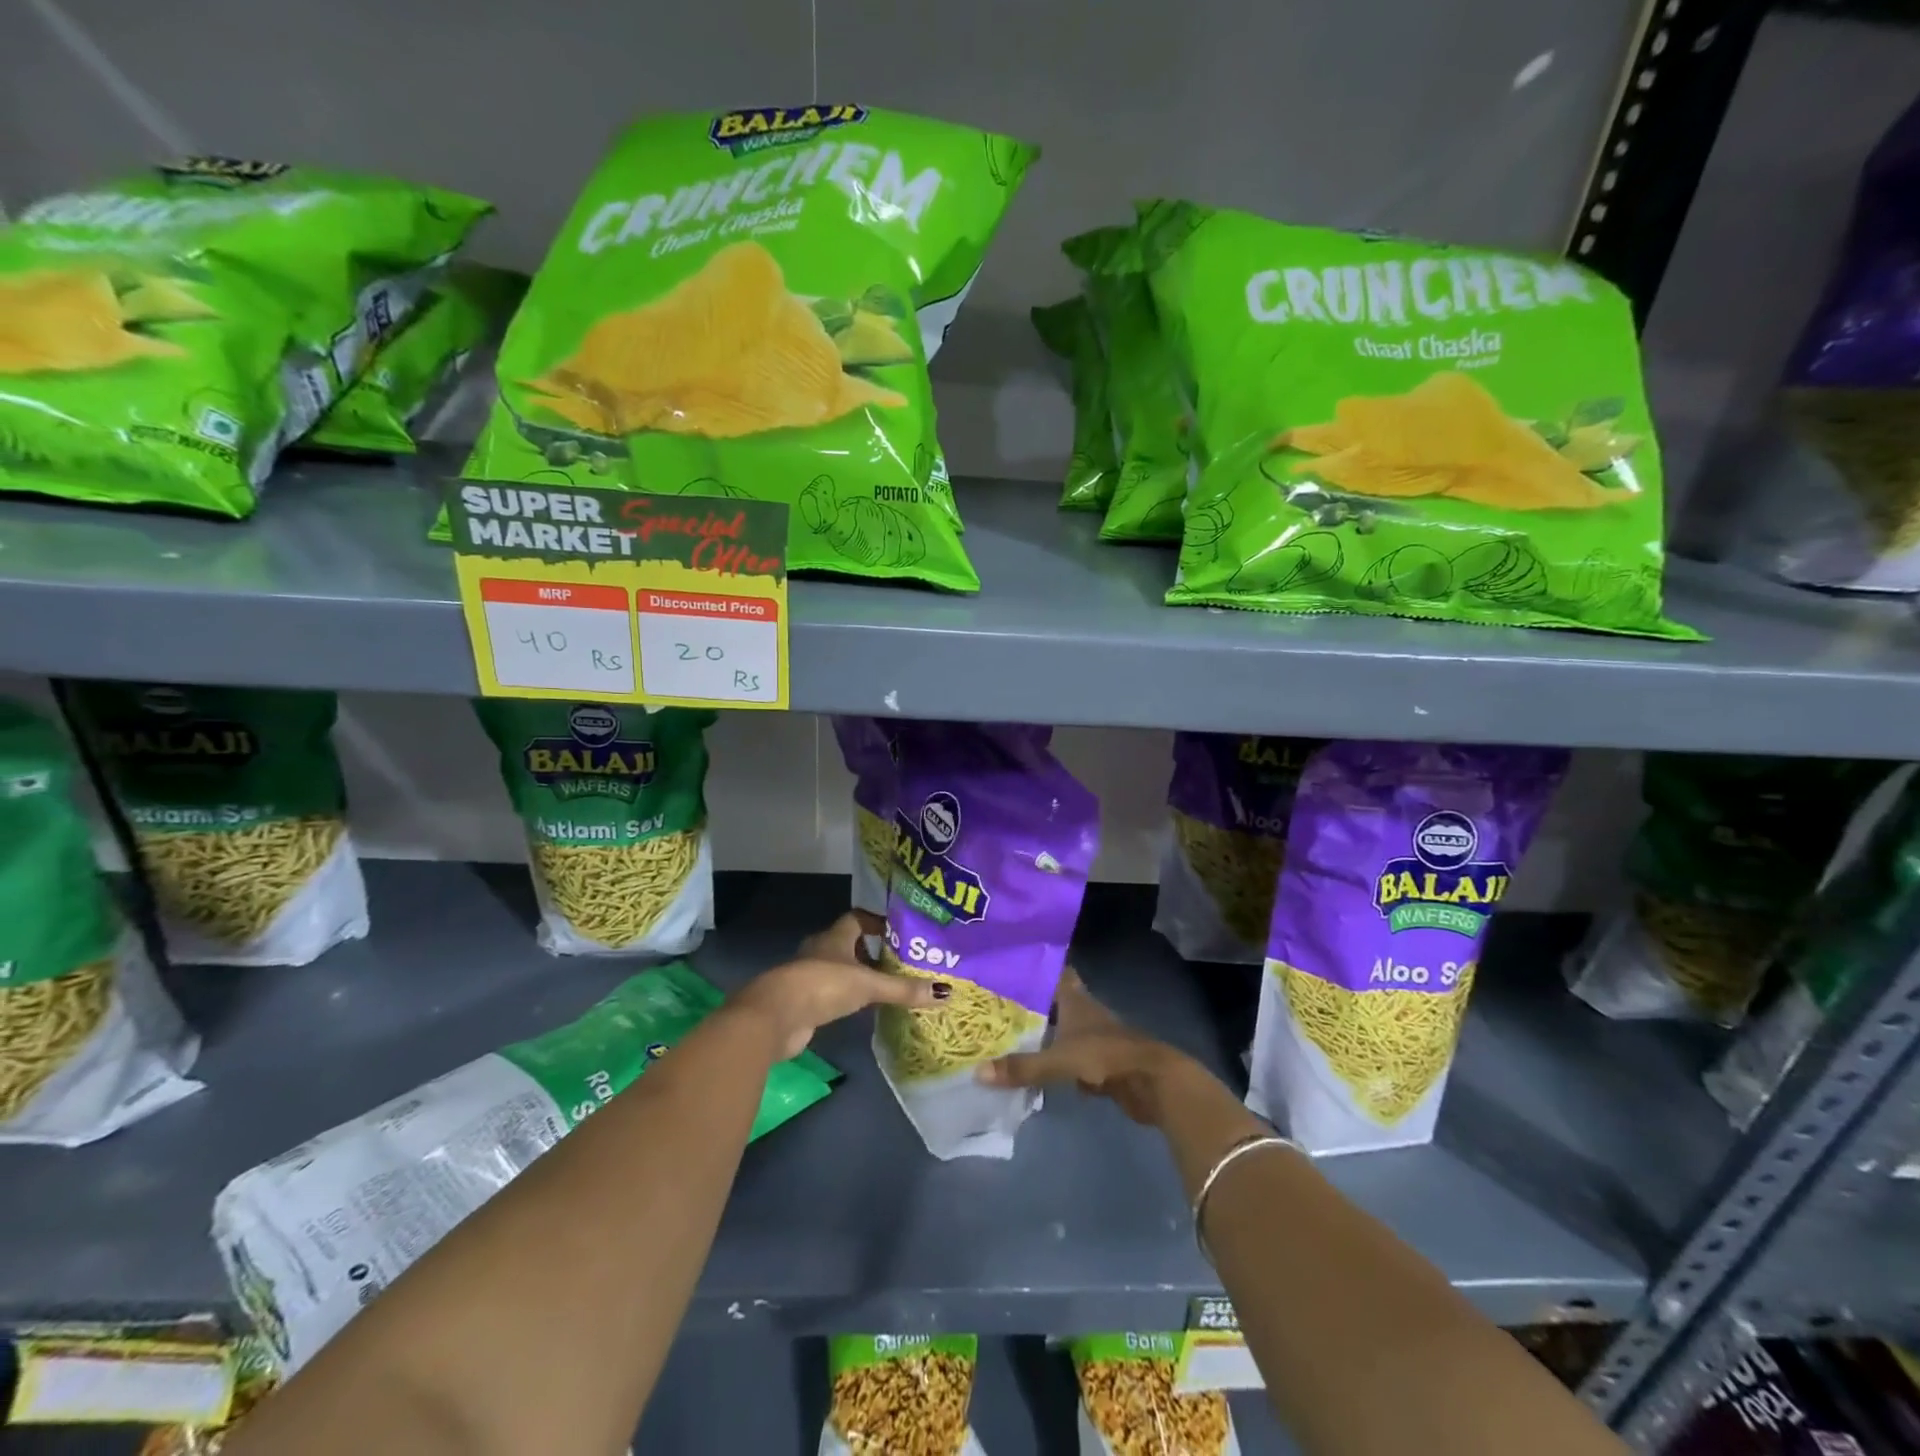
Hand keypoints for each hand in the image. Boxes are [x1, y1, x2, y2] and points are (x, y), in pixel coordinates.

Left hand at [732, 926, 943, 1060]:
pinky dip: (847, 997)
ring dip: (859, 976)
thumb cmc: (822, 986)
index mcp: (834, 937)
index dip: (877, 922)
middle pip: (849, 944)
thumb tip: (945, 993)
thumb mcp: (868, 985)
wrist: (775, 1017)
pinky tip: (863, 1009)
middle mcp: (821, 951)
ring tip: (888, 986)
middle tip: (901, 962)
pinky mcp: (804, 1002)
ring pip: (840, 969)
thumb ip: (903, 989)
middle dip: (872, 951)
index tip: (899, 932)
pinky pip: (831, 994)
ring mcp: (809, 977)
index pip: (858, 919)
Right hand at [977, 969, 1208, 1125]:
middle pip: (1053, 1003)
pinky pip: (1068, 1059)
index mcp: (1075, 1000)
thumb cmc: (1106, 1055)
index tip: (1008, 964)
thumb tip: (978, 1072)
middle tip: (995, 1005)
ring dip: (1040, 1034)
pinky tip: (1032, 1069)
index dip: (1034, 967)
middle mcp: (1083, 1013)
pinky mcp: (1099, 1064)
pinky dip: (1052, 1062)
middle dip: (1028, 1004)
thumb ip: (1022, 1066)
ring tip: (1005, 1037)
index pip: (1054, 973)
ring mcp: (1093, 1039)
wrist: (1152, 1082)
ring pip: (1059, 1031)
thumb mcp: (1060, 1059)